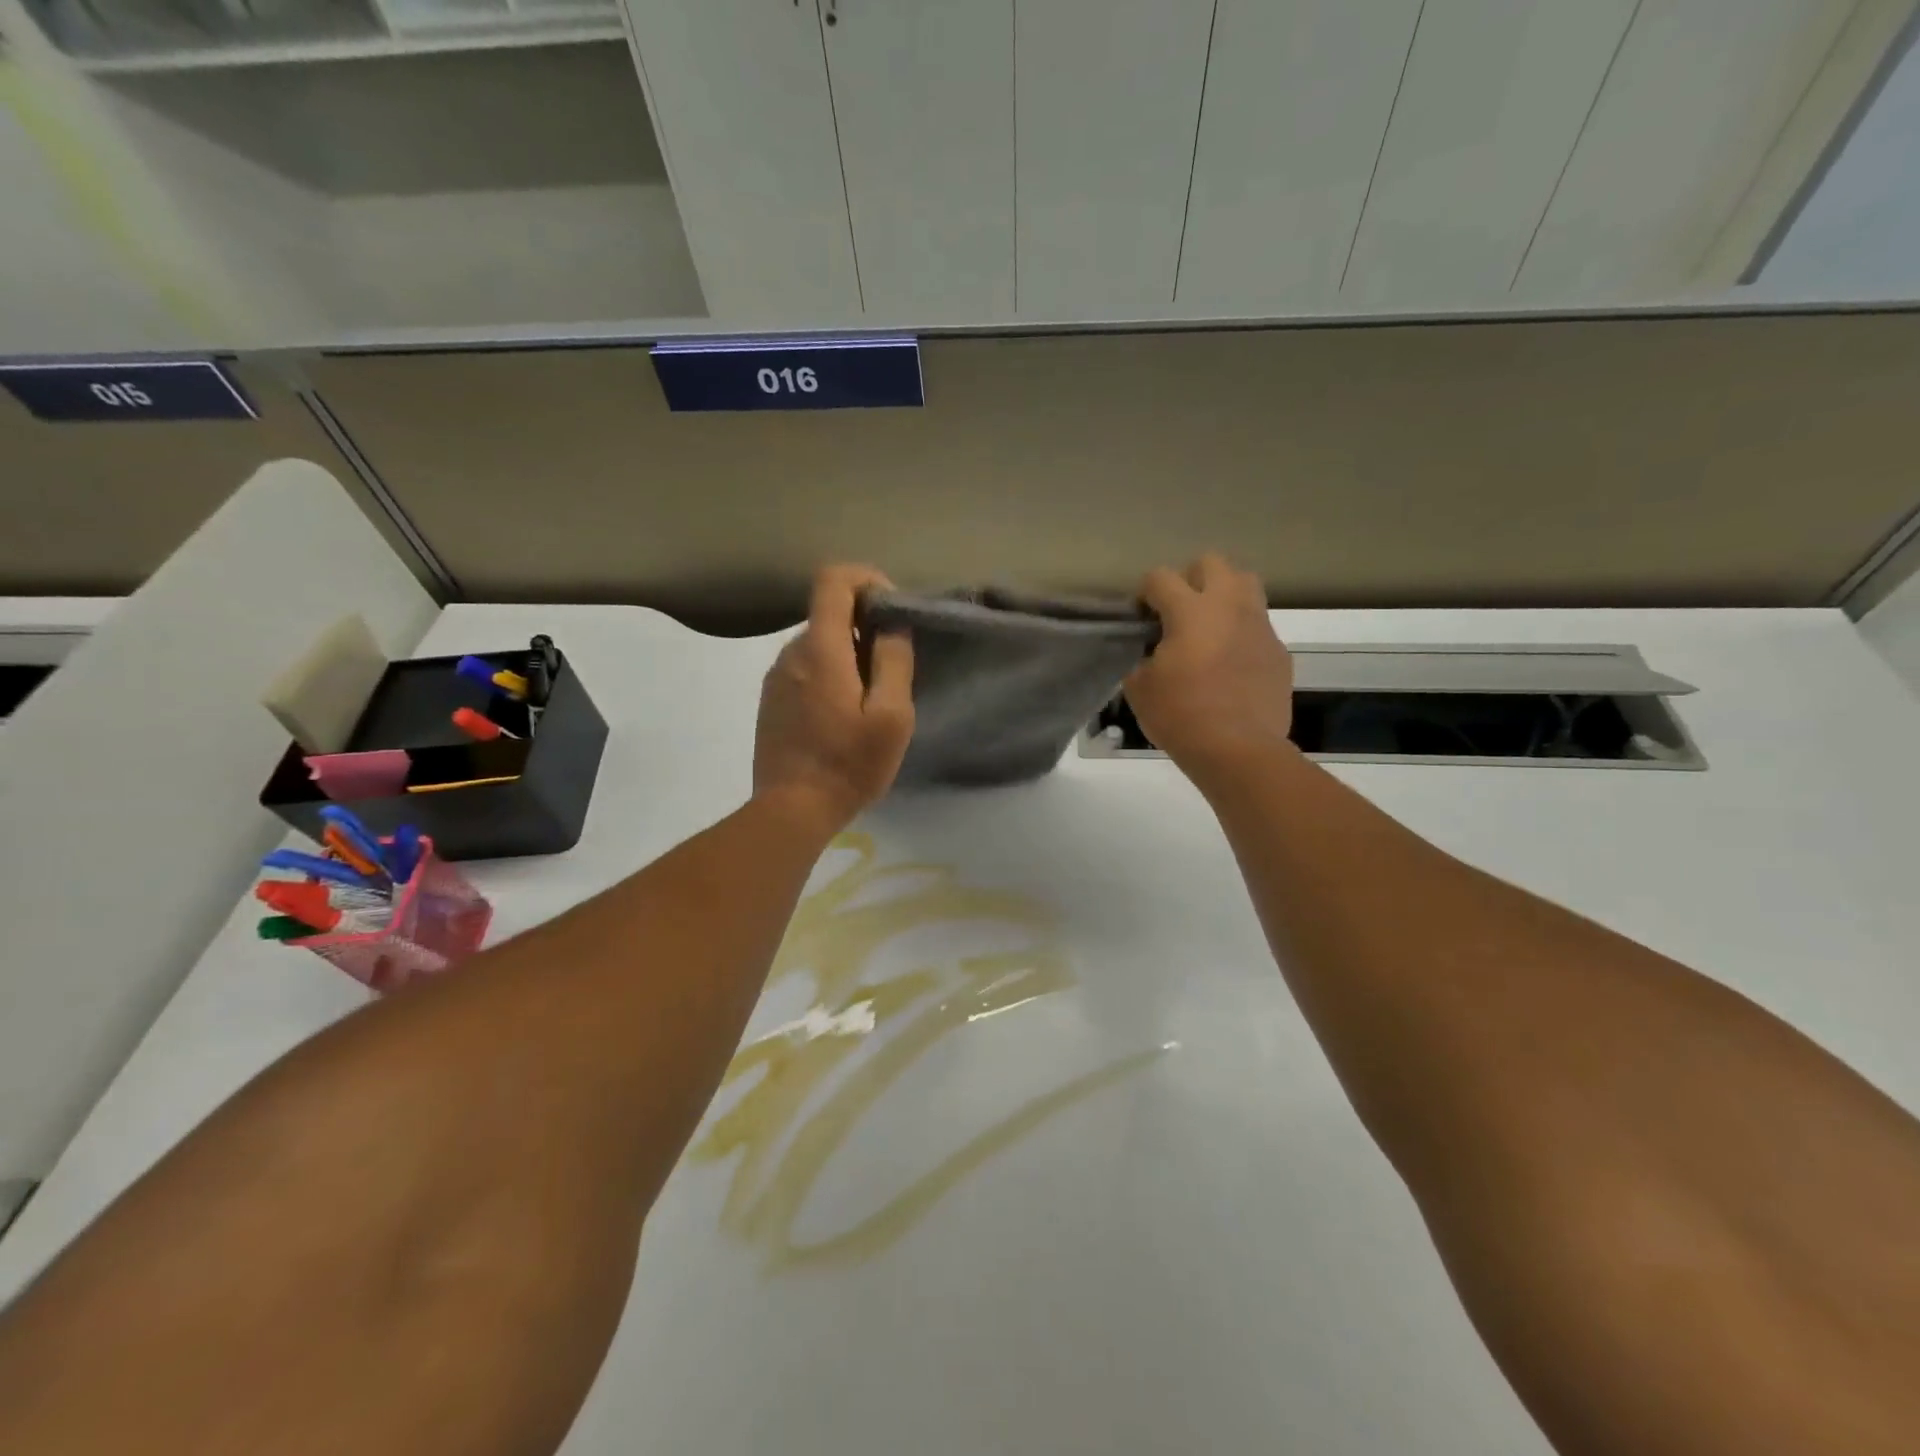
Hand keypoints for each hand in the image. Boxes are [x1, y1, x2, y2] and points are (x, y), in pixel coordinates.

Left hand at [754, 564, 914, 833]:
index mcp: (821, 649)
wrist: (791, 810)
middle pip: (830, 613)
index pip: (833, 579)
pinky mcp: (771, 699)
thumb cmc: (848, 764)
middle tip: (892, 670)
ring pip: (819, 644)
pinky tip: (843, 716)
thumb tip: (891, 625)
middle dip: (865, 627)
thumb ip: (894, 661)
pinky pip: (806, 668)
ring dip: (848, 655)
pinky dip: (830, 674)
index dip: (866, 579)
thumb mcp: (891, 716)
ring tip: (871, 700)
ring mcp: (776, 676)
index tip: (892, 610)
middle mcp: (791, 652)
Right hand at [1125, 554, 1293, 780]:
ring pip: (1245, 585)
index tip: (1140, 616)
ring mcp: (1260, 627)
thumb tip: (1152, 654)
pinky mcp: (1279, 651)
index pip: (1161, 577)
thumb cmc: (1181, 716)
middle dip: (1190, 578)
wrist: (1238, 749)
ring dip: (1224, 596)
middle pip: (1212, 563)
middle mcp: (1229, 607)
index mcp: (1190, 612)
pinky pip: (1259, 627)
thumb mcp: (1140, 688)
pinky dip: (1242, 634)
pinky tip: (1230, 664)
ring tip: (1209, 627)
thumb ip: (1142, 659)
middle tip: (1178, 611)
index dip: (1145, 592)